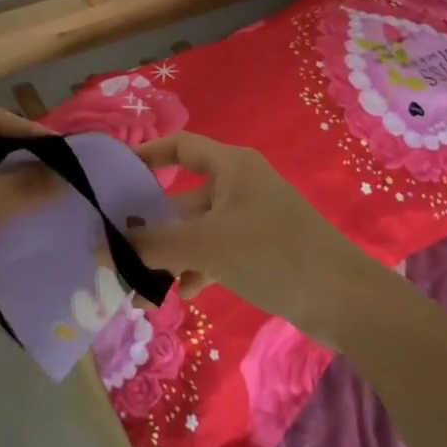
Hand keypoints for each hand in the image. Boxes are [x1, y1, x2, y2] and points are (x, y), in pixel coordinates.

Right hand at [131, 131, 376, 343]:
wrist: (344, 299)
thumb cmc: (272, 254)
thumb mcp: (206, 247)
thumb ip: (152, 247)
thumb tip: (102, 251)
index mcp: (231, 166)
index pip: (180, 146)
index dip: (147, 156)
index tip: (115, 178)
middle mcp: (239, 185)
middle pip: (184, 196)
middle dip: (152, 226)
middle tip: (118, 250)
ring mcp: (252, 218)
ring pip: (198, 230)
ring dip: (172, 255)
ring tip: (143, 286)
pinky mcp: (262, 248)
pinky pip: (217, 250)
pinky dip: (198, 267)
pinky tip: (185, 293)